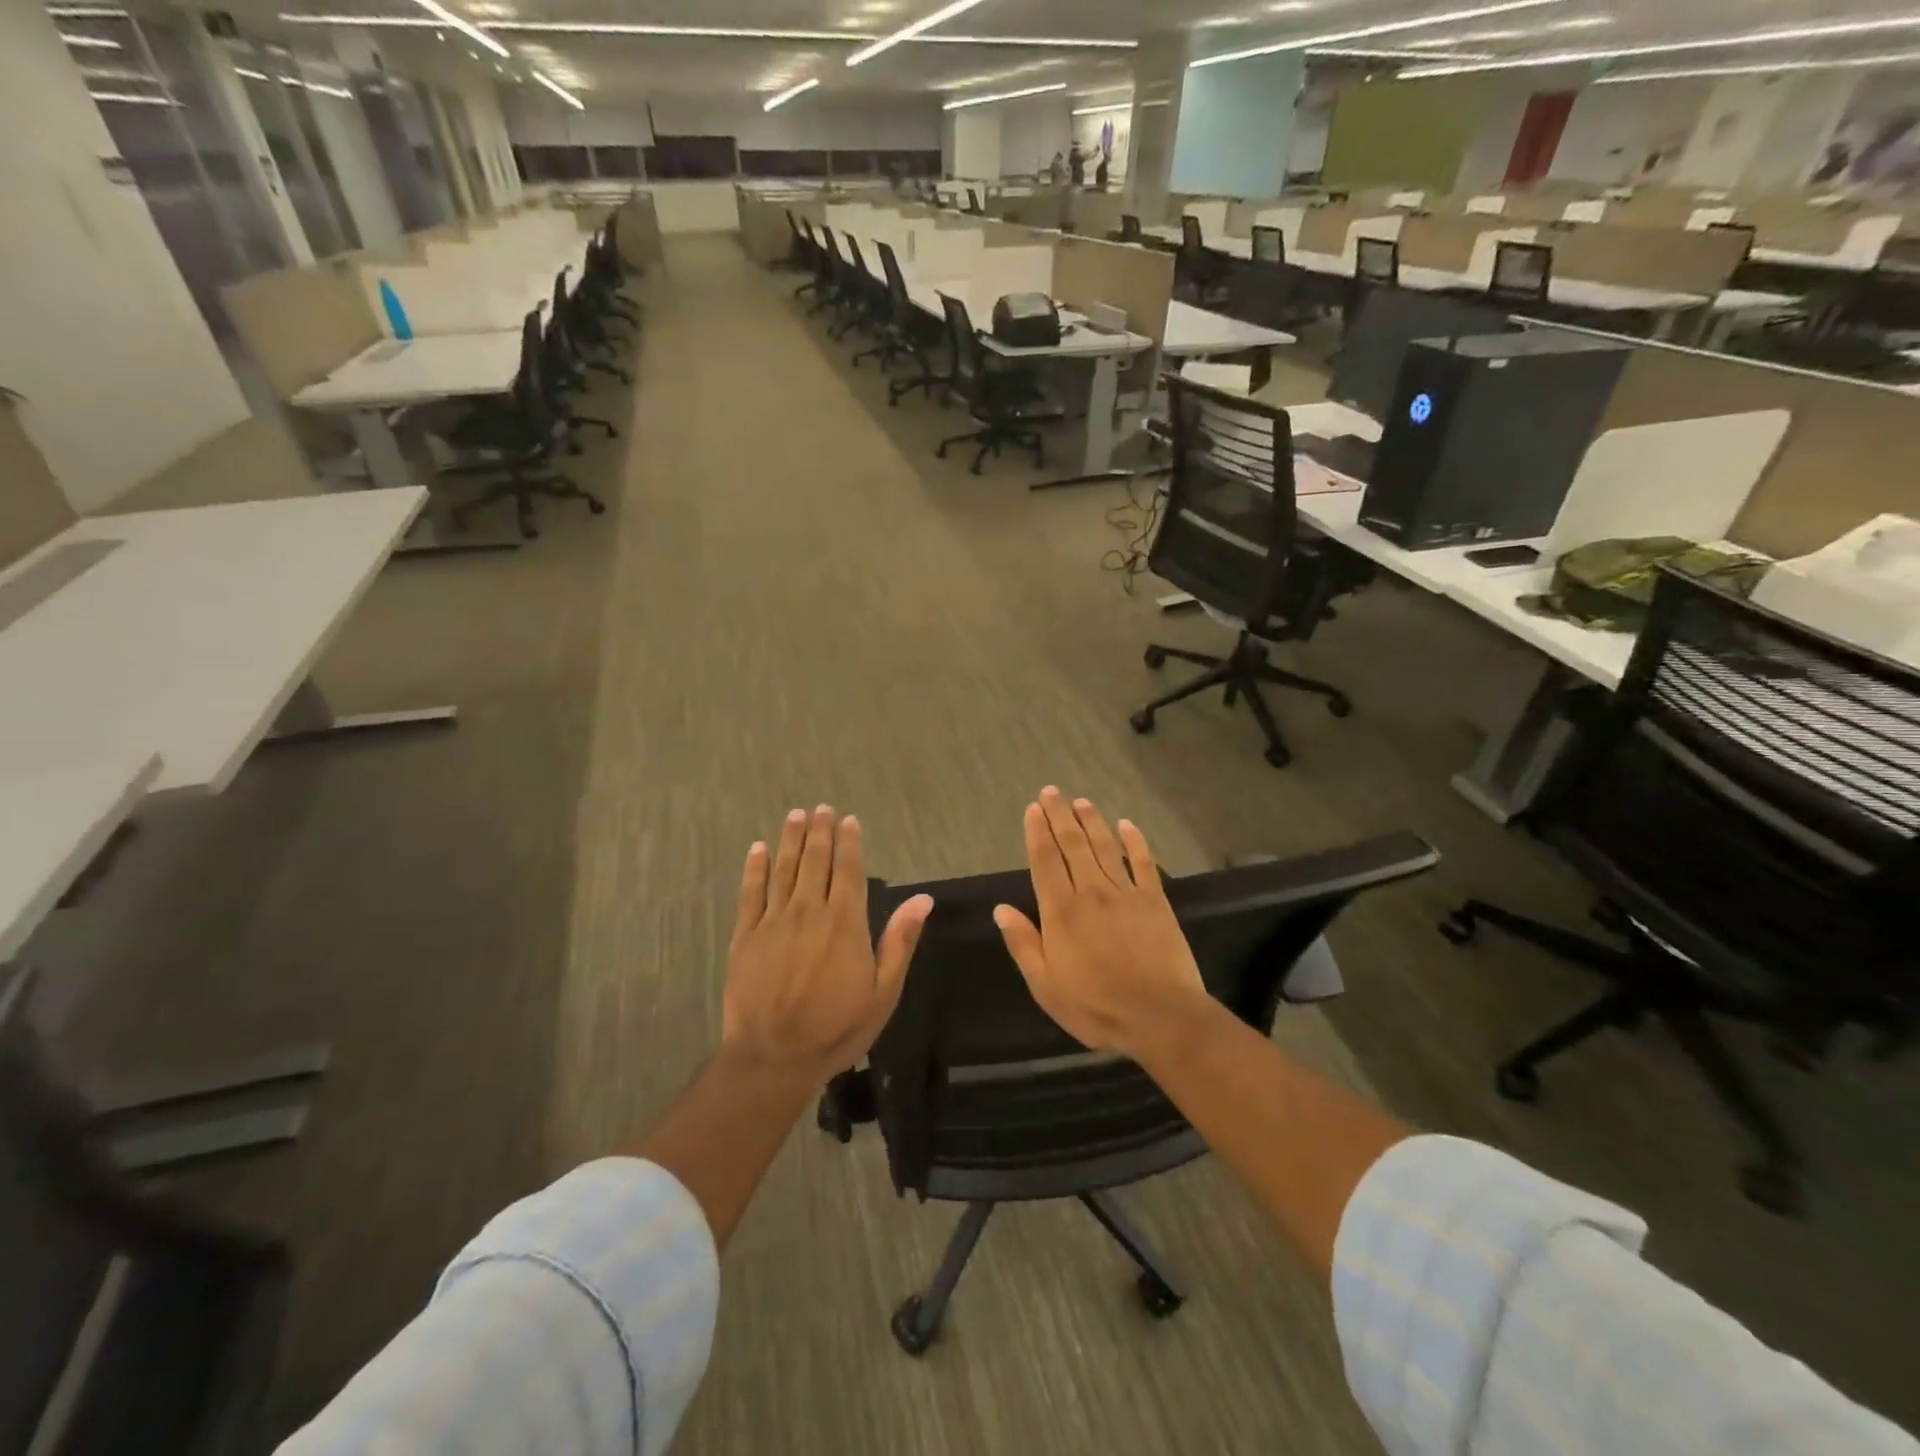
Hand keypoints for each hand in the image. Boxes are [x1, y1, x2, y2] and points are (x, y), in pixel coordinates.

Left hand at [723, 805, 932, 1083]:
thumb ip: (900, 940)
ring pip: (783, 869)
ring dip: (790, 840)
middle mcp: (809, 910)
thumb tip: (923, 899)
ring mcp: (773, 921)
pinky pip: (750, 893)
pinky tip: (757, 849)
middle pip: (814, 861)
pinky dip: (754, 868)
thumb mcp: (883, 991)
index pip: (848, 870)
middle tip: (820, 808)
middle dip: (819, 832)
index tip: (848, 819)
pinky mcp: (745, 936)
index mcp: (845, 922)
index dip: (849, 842)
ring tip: (795, 816)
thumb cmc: (837, 1028)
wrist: (773, 1056)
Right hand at [993, 788, 1209, 1060]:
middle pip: (1073, 844)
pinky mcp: (1156, 901)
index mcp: (1061, 911)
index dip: (1038, 832)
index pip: (1045, 860)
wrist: (1160, 1016)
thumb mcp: (1045, 985)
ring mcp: (1126, 893)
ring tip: (1082, 801)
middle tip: (1052, 791)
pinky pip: (1144, 863)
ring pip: (1105, 847)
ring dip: (1092, 821)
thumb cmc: (1095, 1006)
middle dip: (1060, 815)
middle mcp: (1091, 892)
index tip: (1033, 808)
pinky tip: (1128, 825)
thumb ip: (1023, 944)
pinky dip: (1135, 841)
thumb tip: (1001, 909)